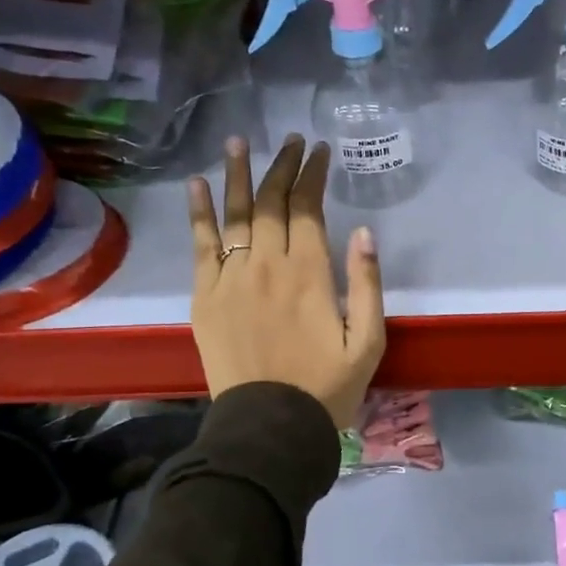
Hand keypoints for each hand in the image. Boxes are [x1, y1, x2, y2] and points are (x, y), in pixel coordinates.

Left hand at [188, 135, 385, 428]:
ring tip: (239, 142)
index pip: (308, 208)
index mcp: (310, 274)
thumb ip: (368, 285)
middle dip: (283, 166)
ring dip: (238, 174)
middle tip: (291, 140)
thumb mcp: (369, 342)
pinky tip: (197, 185)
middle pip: (272, 202)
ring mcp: (230, 278)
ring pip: (235, 214)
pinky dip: (199, 212)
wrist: (271, 426)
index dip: (313, 175)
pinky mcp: (205, 296)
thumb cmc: (328, 388)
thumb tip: (364, 232)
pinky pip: (201, 245)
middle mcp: (267, 265)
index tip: (320, 151)